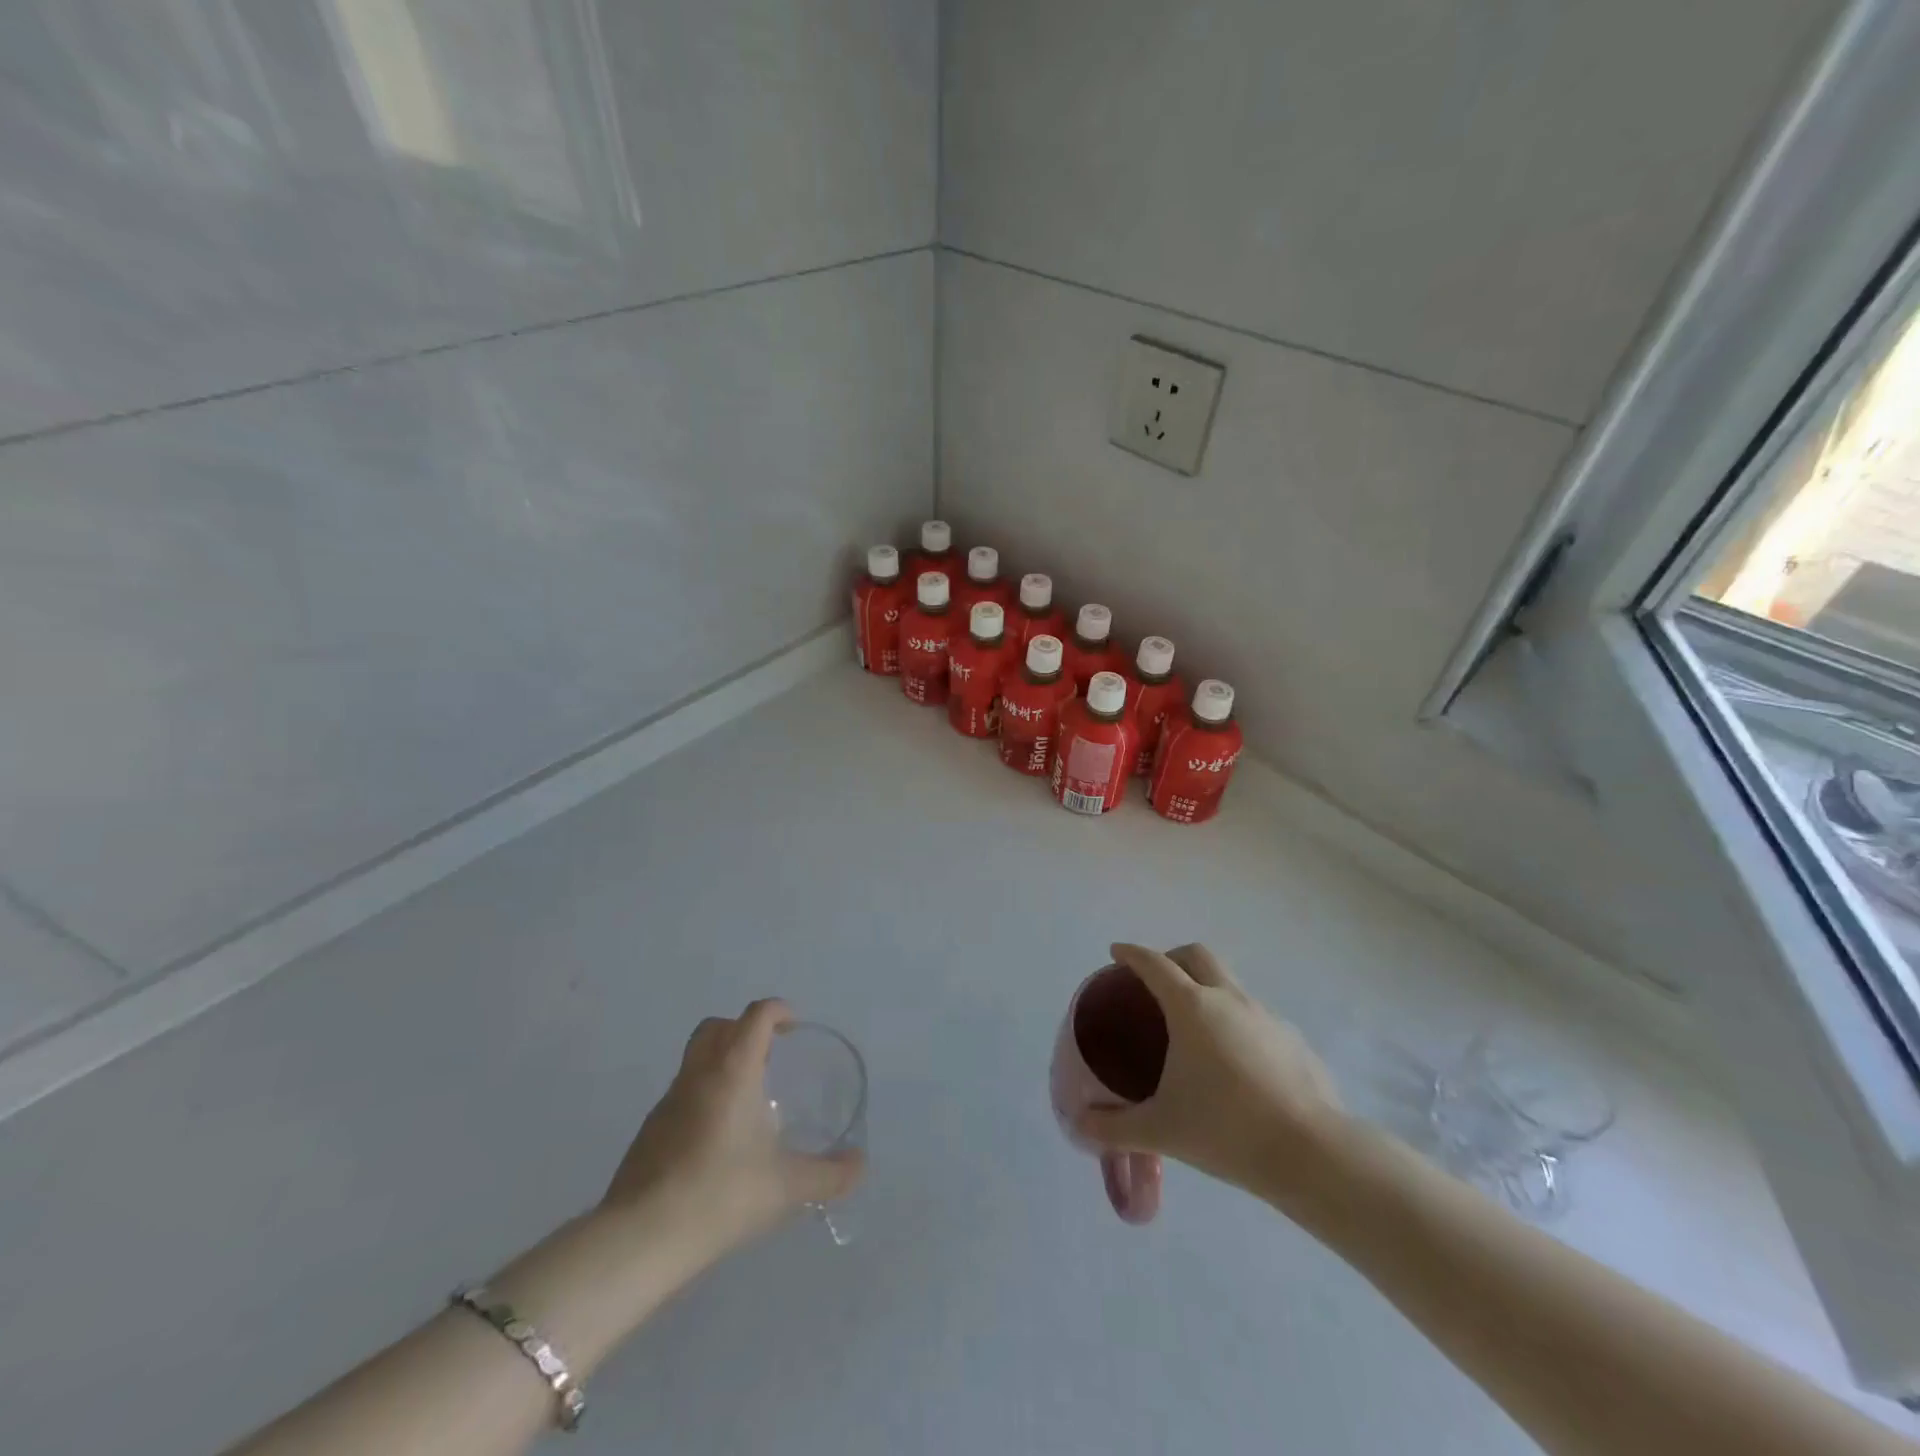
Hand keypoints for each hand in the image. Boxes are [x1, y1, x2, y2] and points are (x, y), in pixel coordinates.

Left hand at [601, 999, 863, 1258]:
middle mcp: (698, 1074)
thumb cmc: (721, 1194)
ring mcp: (668, 1102)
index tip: (794, 1027)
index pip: (756, 1016)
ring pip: (695, 1059)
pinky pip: (681, 1094)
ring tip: (748, 1102)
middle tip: (769, 1057)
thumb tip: (859, 1164)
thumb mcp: (787, 1187)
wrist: (641, 1239)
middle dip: (744, 1029)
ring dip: (721, 1062)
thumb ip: (829, 1174)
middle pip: (717, 1026)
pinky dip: (703, 1097)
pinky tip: (717, 1141)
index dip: (778, 1011)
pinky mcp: (649, 1132)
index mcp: (733, 1070)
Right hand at [1075, 943, 1344, 1201]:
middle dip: (1172, 957)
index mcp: (1192, 1008)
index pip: (1154, 964)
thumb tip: (1079, 1125)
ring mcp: (1266, 1017)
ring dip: (1207, 990)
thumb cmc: (1225, 1130)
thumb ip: (1114, 1127)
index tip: (1116, 952)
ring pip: (1230, 984)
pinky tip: (1236, 1065)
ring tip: (1195, 1031)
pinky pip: (1256, 1018)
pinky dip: (1237, 1024)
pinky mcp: (1294, 1041)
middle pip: (1197, 955)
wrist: (1312, 1154)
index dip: (1132, 954)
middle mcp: (1229, 999)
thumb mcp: (1160, 1130)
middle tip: (1156, 982)